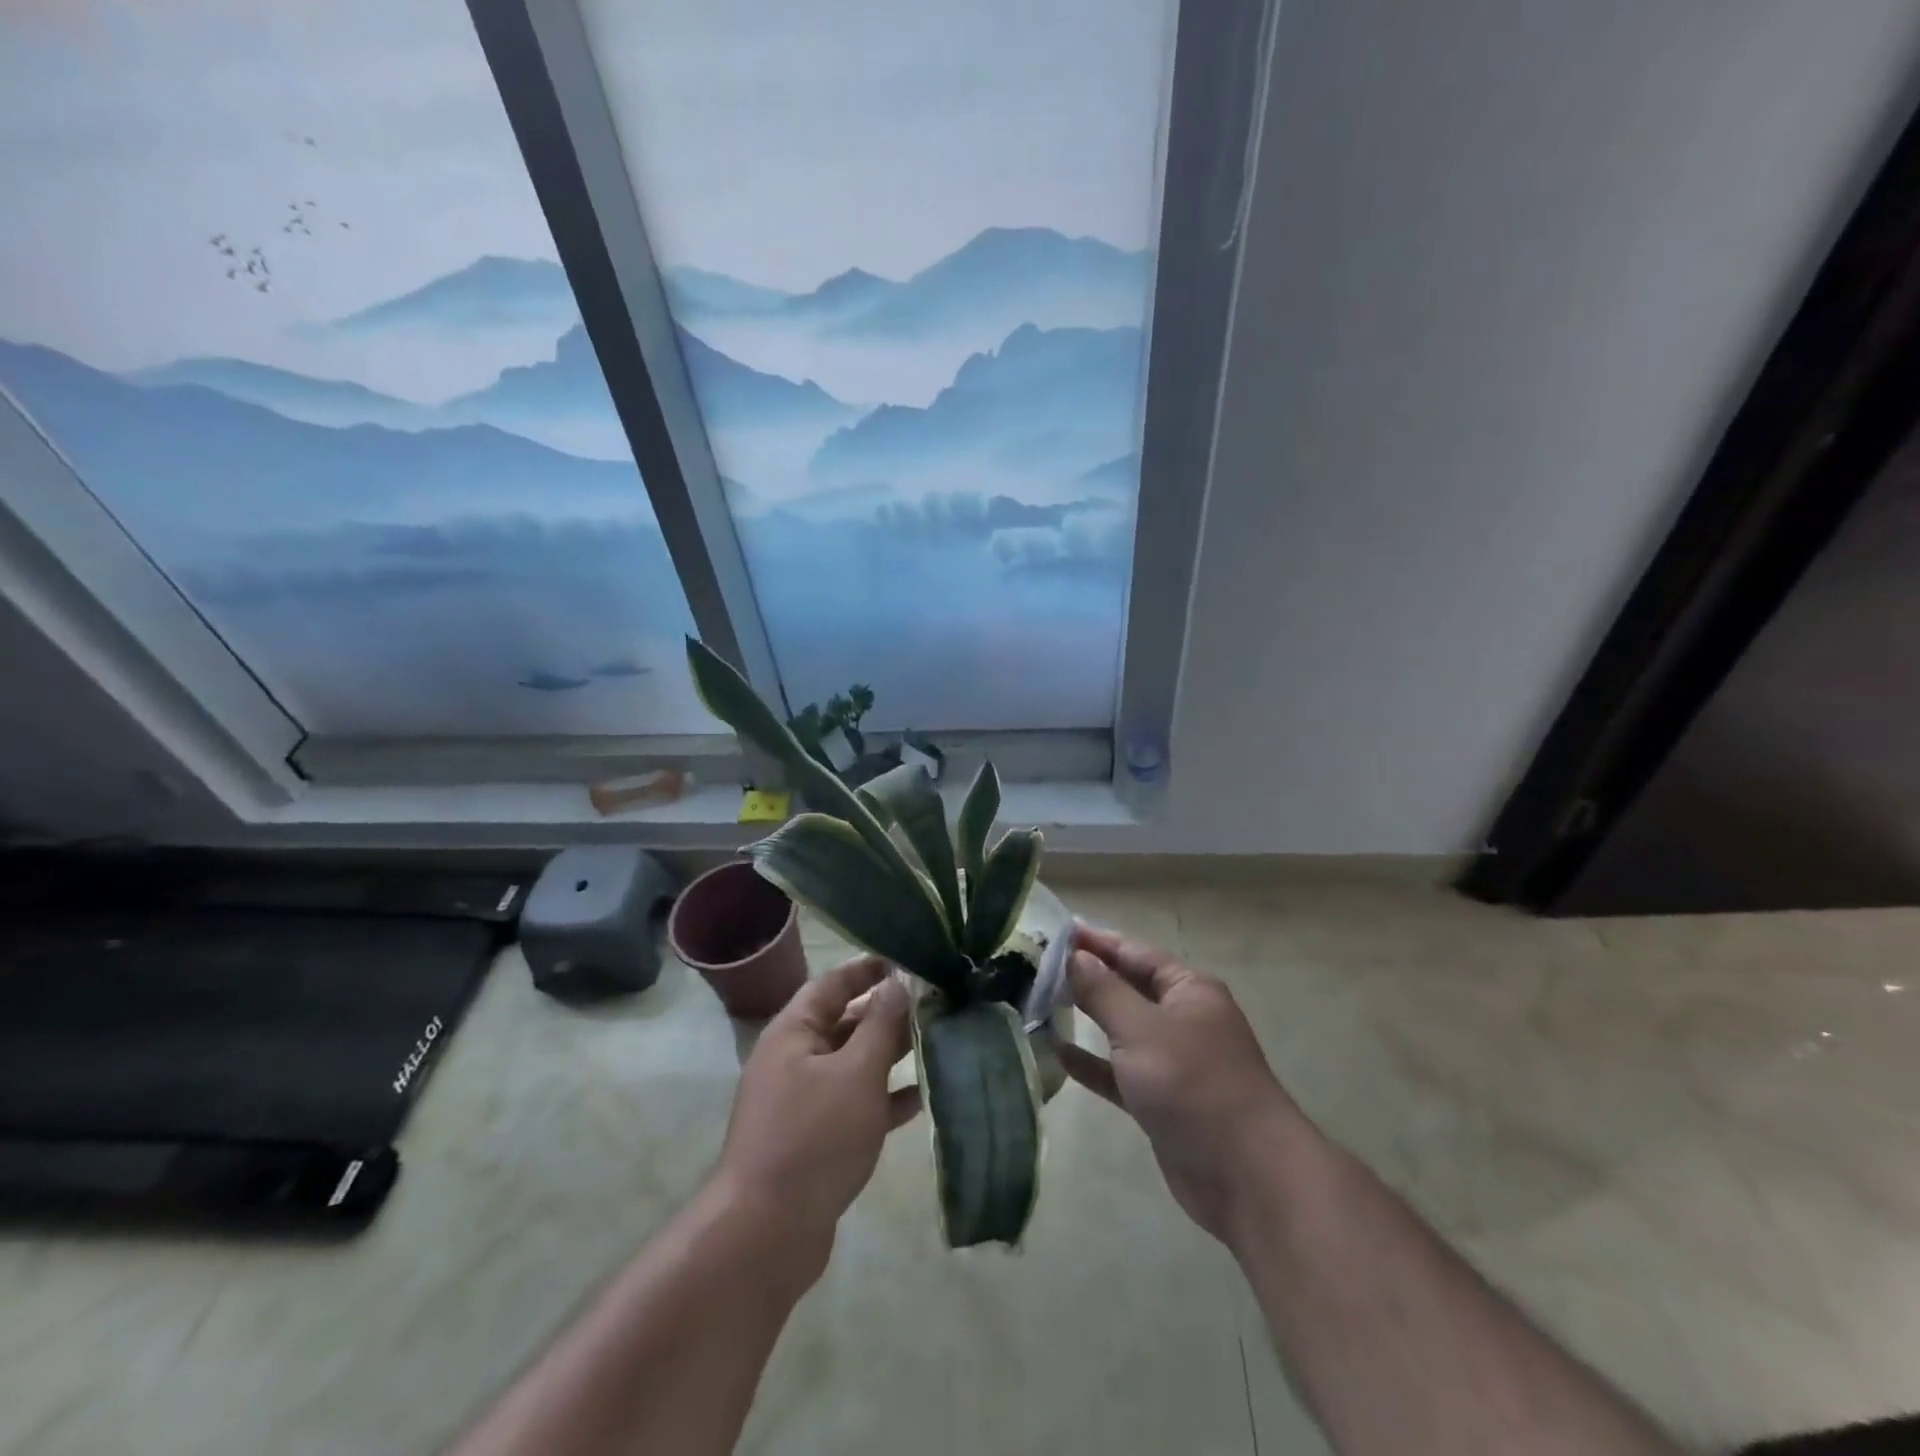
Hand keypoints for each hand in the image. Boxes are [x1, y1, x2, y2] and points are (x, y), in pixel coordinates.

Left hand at [713, 956, 919, 1255]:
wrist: (766, 1234)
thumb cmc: (813, 1137)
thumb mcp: (855, 1073)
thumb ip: (880, 1024)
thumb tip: (898, 981)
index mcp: (794, 1032)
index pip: (832, 984)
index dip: (868, 969)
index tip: (908, 961)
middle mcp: (795, 1060)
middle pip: (845, 1023)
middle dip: (888, 1013)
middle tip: (936, 1004)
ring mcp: (804, 1102)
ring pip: (854, 1065)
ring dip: (891, 1055)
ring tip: (938, 1043)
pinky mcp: (817, 1139)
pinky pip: (856, 1105)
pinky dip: (885, 1099)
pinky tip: (923, 1098)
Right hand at [1060, 926, 1294, 1243]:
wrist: (1246, 1177)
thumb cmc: (1193, 1085)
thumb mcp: (1142, 1029)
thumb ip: (1104, 991)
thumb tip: (1075, 956)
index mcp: (1189, 990)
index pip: (1135, 953)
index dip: (1097, 941)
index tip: (1058, 930)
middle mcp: (1183, 1019)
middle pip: (1128, 987)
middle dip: (1088, 976)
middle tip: (1039, 965)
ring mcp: (1173, 1062)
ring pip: (1122, 1029)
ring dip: (1088, 1017)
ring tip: (1041, 1001)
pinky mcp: (1162, 1101)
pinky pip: (1120, 1072)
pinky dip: (1094, 1063)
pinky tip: (1059, 1053)